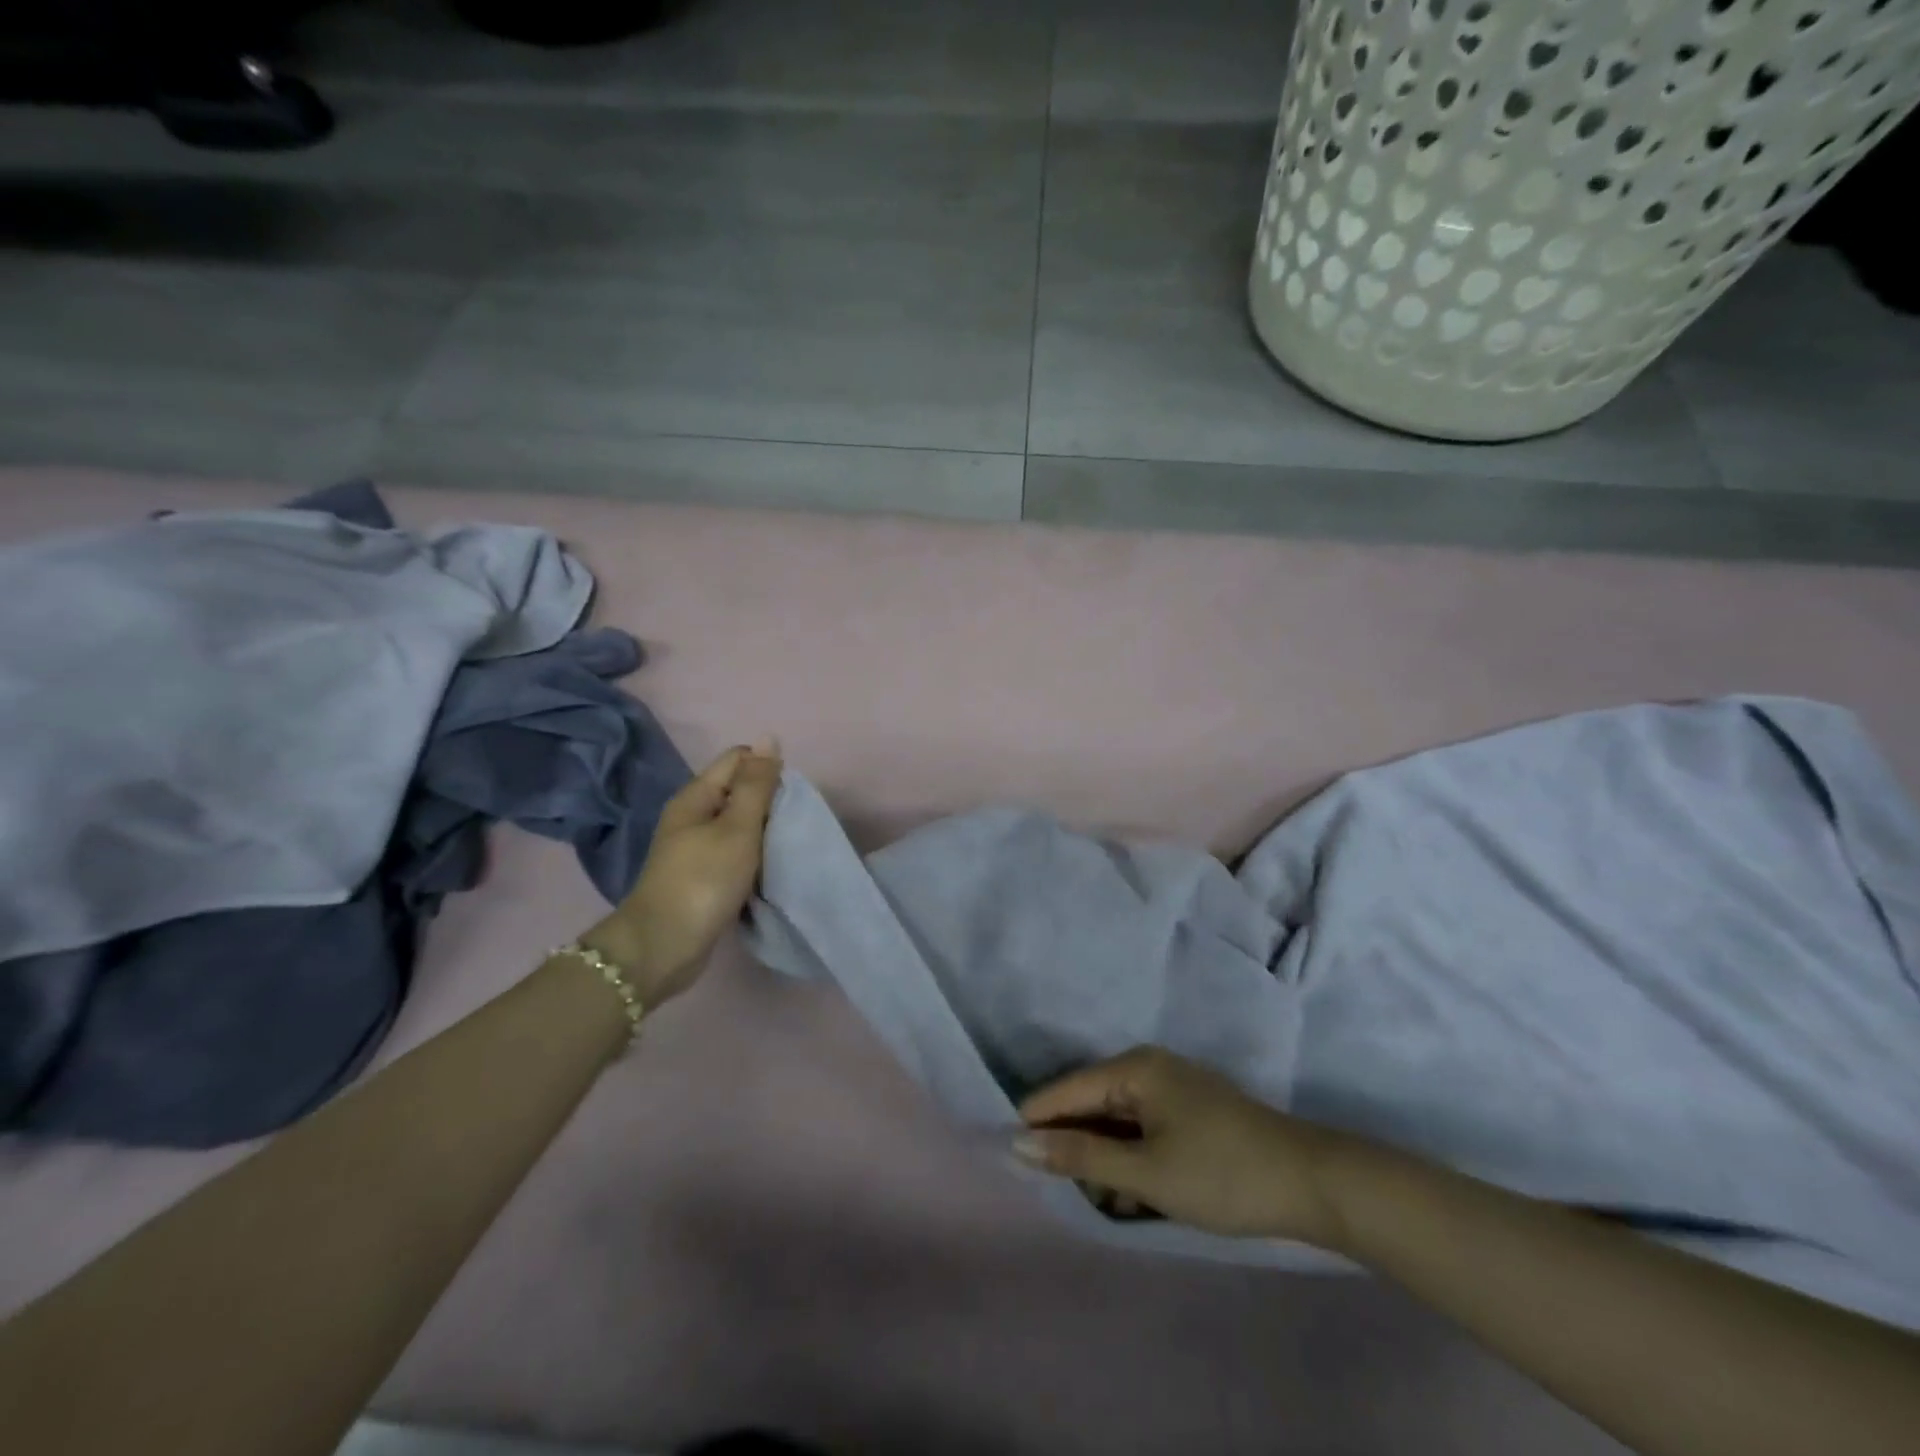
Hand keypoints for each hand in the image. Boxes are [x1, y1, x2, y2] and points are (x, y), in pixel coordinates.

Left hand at [583, 740, 781, 1008]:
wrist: (664, 947)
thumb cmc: (703, 880)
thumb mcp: (737, 828)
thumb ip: (756, 785)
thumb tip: (770, 738)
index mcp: (696, 796)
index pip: (738, 759)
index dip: (767, 769)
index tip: (788, 798)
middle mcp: (693, 816)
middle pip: (740, 791)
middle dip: (769, 802)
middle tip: (791, 826)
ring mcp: (696, 848)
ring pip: (740, 824)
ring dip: (764, 832)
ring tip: (785, 847)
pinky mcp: (703, 876)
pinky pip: (736, 852)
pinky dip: (755, 856)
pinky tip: (769, 868)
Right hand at [1016, 1046, 1352, 1245]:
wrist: (1312, 1183)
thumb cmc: (1221, 1174)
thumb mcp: (1145, 1172)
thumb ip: (1080, 1155)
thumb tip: (1019, 1144)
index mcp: (1133, 1068)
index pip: (1065, 1089)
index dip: (1036, 1123)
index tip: (1010, 1159)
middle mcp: (1147, 1067)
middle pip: (1089, 1103)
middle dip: (1077, 1148)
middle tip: (1075, 1194)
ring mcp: (1171, 1088)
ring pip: (1115, 1121)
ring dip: (1106, 1160)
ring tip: (1115, 1202)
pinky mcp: (1188, 1111)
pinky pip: (1140, 1129)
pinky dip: (1132, 1159)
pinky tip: (1137, 1195)